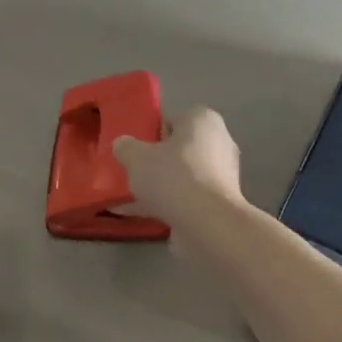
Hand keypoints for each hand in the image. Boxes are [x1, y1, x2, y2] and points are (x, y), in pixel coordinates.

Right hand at [113, 105, 245, 224]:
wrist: (207, 223)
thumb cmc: (174, 176)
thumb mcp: (136, 157)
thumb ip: (125, 147)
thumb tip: (122, 145)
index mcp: (203, 120)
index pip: (173, 118)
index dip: (151, 130)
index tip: (132, 146)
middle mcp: (217, 143)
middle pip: (178, 148)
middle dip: (154, 160)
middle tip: (129, 169)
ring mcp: (219, 176)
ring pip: (180, 176)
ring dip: (156, 185)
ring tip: (124, 195)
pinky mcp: (216, 203)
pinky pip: (182, 198)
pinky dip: (160, 204)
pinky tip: (131, 214)